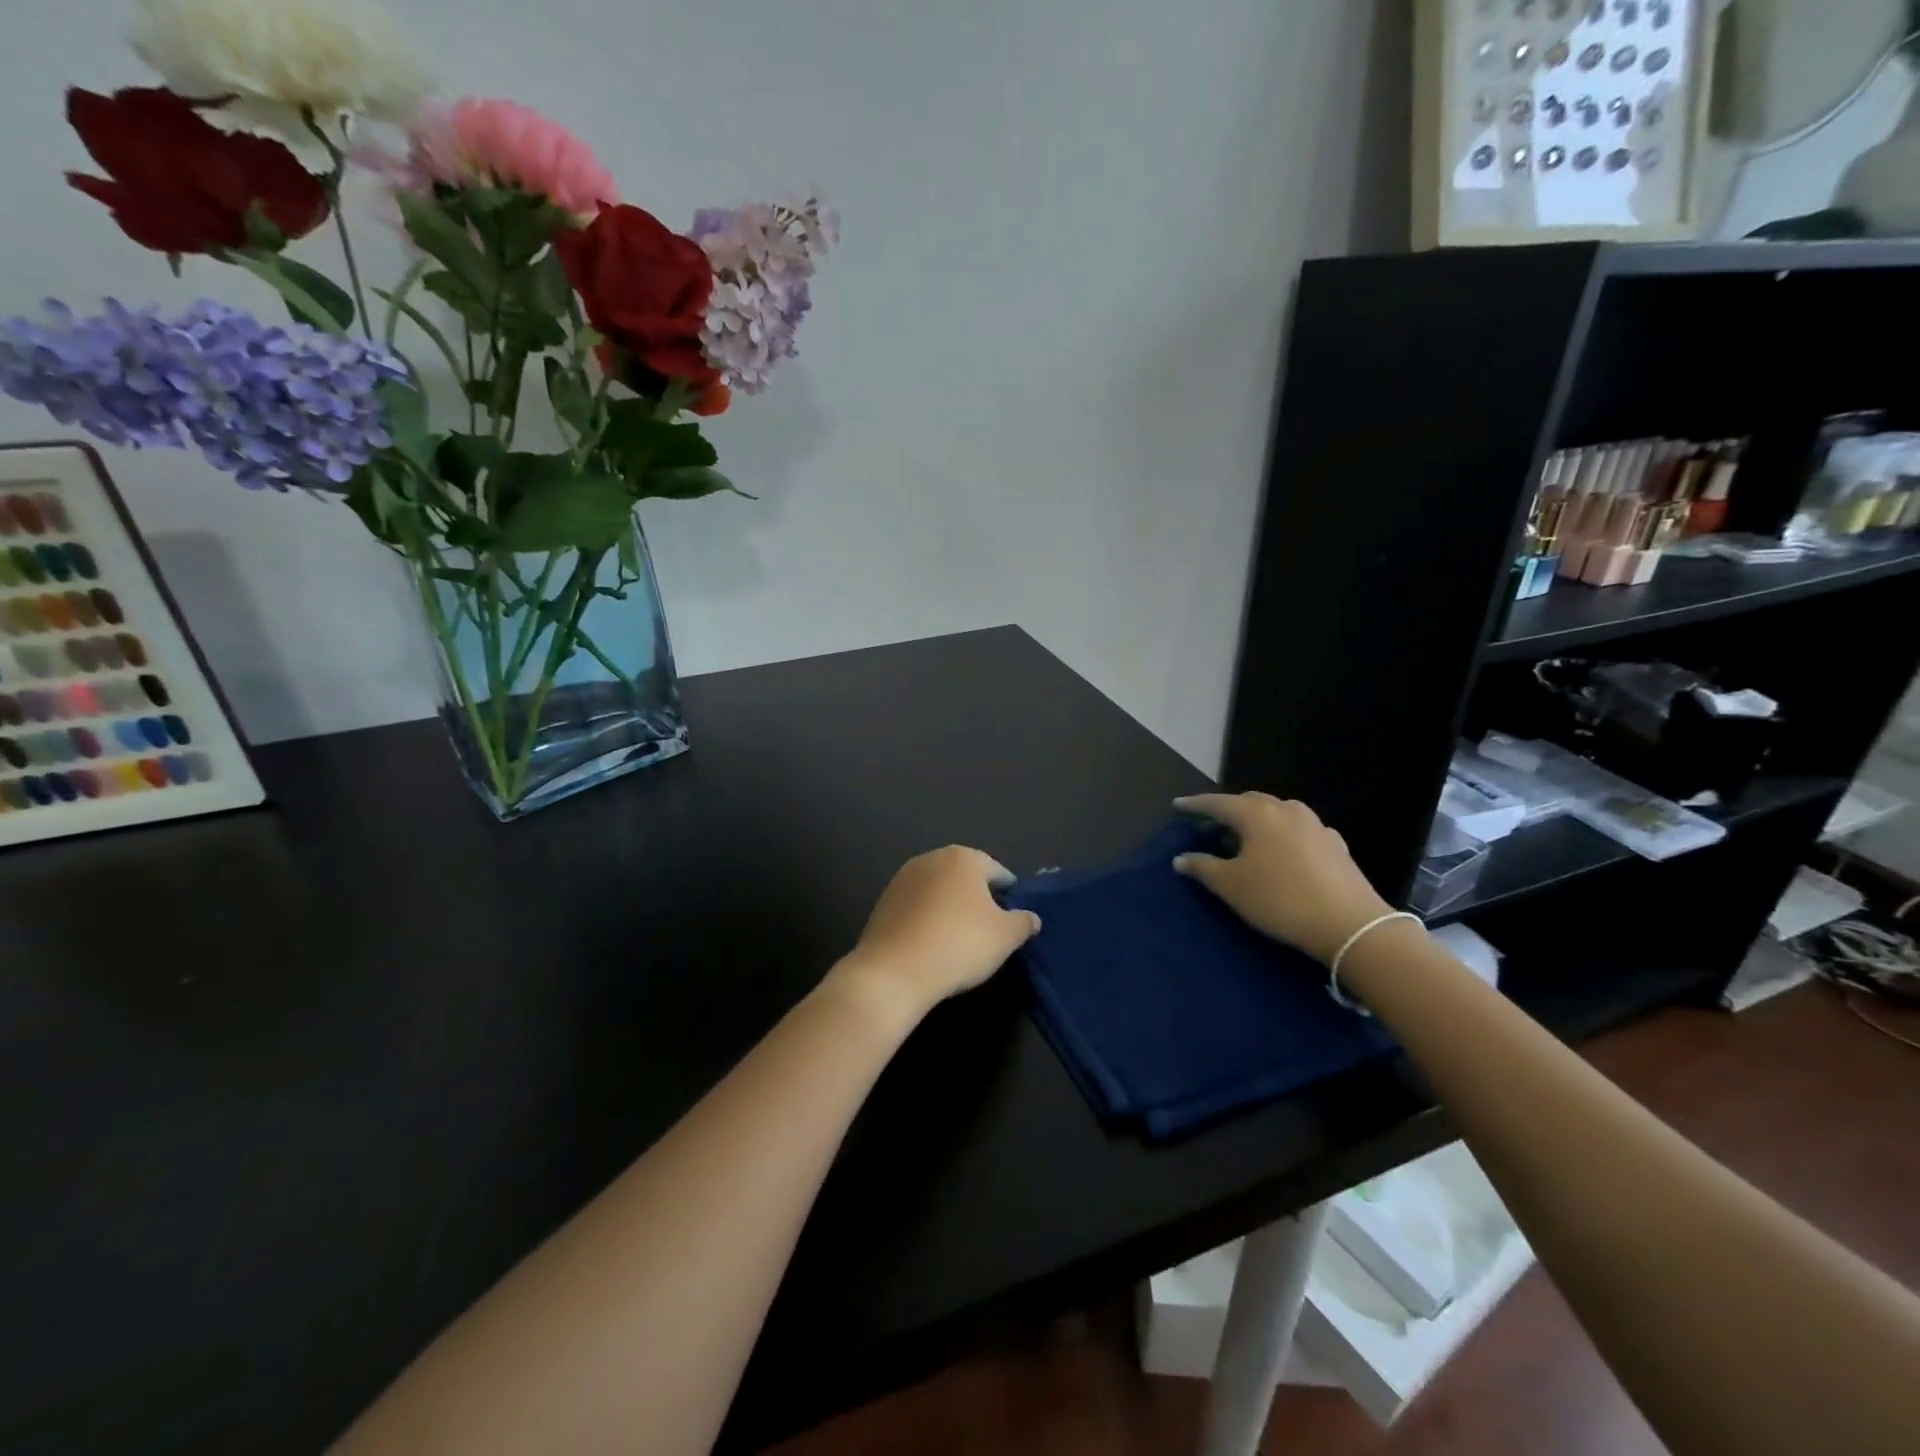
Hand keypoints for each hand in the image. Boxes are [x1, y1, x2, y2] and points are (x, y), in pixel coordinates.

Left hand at [828, 846, 1041, 1021]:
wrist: (893, 971)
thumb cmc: (959, 944)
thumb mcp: (1006, 937)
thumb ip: (1024, 922)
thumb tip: (1030, 918)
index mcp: (963, 858)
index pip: (998, 872)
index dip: (1010, 895)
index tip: (1014, 919)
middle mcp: (931, 858)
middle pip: (965, 877)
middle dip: (978, 899)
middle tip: (989, 931)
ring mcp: (902, 878)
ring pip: (939, 891)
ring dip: (950, 908)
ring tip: (959, 939)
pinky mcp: (883, 902)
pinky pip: (916, 907)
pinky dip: (927, 919)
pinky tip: (932, 944)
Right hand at [1171, 793, 1394, 964]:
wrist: (1350, 924)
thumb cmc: (1280, 899)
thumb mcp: (1232, 886)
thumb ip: (1202, 867)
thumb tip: (1181, 858)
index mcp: (1257, 814)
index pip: (1218, 803)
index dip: (1195, 805)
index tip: (1177, 806)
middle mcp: (1286, 810)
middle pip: (1250, 801)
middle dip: (1228, 809)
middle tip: (1211, 823)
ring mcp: (1315, 825)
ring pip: (1278, 813)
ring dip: (1258, 820)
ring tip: (1246, 837)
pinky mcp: (1335, 845)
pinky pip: (1299, 830)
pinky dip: (1282, 835)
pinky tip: (1282, 852)